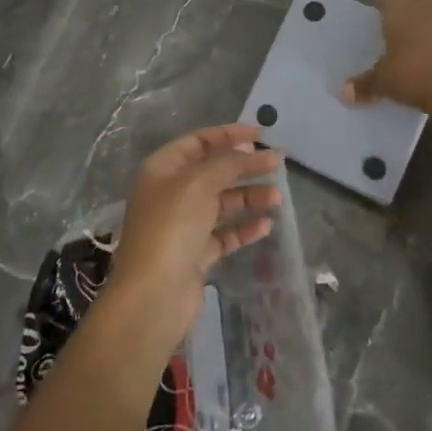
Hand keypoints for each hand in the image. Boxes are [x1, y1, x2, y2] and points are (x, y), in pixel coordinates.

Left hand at [104, 124, 282, 347]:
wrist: (154, 295)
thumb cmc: (172, 227)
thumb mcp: (199, 183)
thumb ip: (227, 163)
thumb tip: (247, 151)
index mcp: (163, 169)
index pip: (198, 141)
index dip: (228, 135)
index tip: (260, 135)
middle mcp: (171, 193)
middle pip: (213, 171)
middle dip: (244, 166)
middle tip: (277, 163)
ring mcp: (183, 225)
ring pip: (221, 203)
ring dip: (249, 196)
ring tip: (277, 197)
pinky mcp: (195, 254)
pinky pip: (224, 233)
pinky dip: (244, 227)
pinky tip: (266, 225)